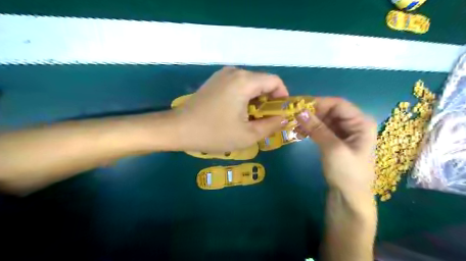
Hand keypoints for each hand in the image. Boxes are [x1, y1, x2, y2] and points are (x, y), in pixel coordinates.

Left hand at [172, 67, 287, 151]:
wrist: (179, 129)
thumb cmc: (214, 133)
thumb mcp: (248, 135)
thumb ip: (271, 125)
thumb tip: (284, 118)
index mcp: (244, 81)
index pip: (275, 81)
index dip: (283, 97)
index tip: (280, 114)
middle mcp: (235, 72)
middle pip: (262, 82)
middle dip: (269, 101)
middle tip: (265, 121)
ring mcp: (223, 75)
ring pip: (250, 84)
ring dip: (256, 100)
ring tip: (251, 119)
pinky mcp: (215, 81)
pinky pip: (238, 86)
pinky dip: (244, 98)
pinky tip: (237, 113)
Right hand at [296, 98, 375, 195]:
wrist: (349, 198)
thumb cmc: (347, 173)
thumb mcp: (332, 149)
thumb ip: (317, 128)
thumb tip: (299, 111)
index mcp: (361, 123)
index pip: (338, 104)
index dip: (319, 103)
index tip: (299, 106)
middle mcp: (354, 124)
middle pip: (331, 111)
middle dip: (312, 112)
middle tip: (294, 117)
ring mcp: (345, 133)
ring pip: (324, 119)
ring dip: (310, 121)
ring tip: (294, 126)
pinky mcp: (335, 141)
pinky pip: (322, 129)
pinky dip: (311, 129)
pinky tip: (300, 132)